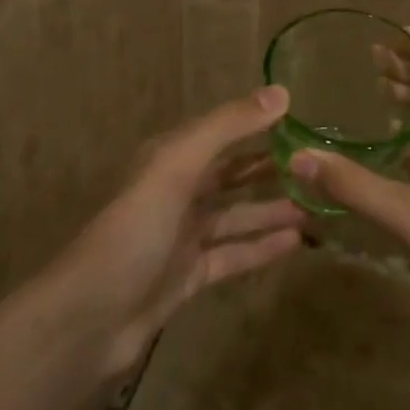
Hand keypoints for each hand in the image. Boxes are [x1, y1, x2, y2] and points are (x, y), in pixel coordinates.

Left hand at [53, 85, 305, 376]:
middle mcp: (177, 191)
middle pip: (231, 174)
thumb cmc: (134, 230)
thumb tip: (282, 93)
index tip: (304, 123)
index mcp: (170, 158)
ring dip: (273, 210)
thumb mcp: (178, 166)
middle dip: (270, 170)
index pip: (222, 132)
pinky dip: (261, 247)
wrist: (90, 317)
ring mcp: (183, 236)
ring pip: (236, 216)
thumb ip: (227, 127)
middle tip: (319, 168)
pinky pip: (233, 254)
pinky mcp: (189, 275)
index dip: (259, 125)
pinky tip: (296, 243)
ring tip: (318, 207)